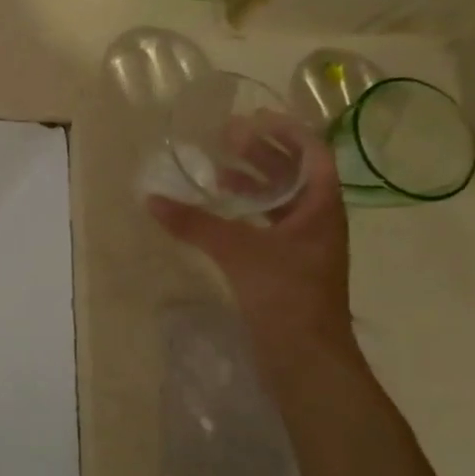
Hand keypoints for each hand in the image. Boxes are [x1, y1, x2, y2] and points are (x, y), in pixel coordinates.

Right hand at [148, 126, 352, 350]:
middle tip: (228, 136)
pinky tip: (222, 213)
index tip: (254, 118)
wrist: (306, 357)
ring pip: (281, 201)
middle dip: (264, 153)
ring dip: (254, 182)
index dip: (287, 131)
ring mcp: (306, 245)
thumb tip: (152, 199)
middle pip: (295, 174)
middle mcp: (319, 221)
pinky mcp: (289, 266)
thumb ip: (195, 224)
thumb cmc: (285, 294)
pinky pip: (269, 225)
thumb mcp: (238, 252)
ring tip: (219, 171)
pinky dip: (247, 212)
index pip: (313, 153)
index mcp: (322, 207)